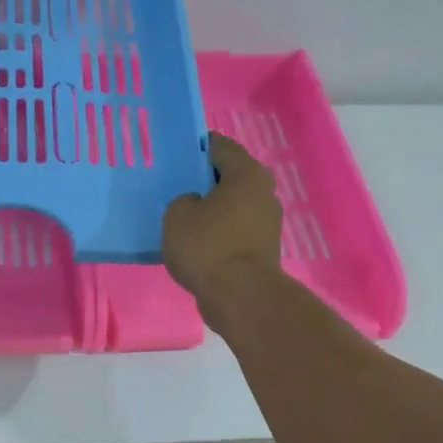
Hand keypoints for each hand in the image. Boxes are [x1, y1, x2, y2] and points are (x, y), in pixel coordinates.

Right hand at [162, 132, 282, 309]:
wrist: (240, 296)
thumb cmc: (208, 246)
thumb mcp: (177, 215)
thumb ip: (183, 200)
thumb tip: (195, 205)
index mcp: (247, 173)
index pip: (219, 146)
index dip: (196, 147)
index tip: (175, 155)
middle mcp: (264, 193)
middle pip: (229, 177)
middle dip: (204, 180)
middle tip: (175, 187)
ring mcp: (267, 223)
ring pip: (233, 206)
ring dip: (212, 209)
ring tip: (183, 218)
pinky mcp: (263, 250)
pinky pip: (235, 231)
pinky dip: (218, 233)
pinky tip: (197, 243)